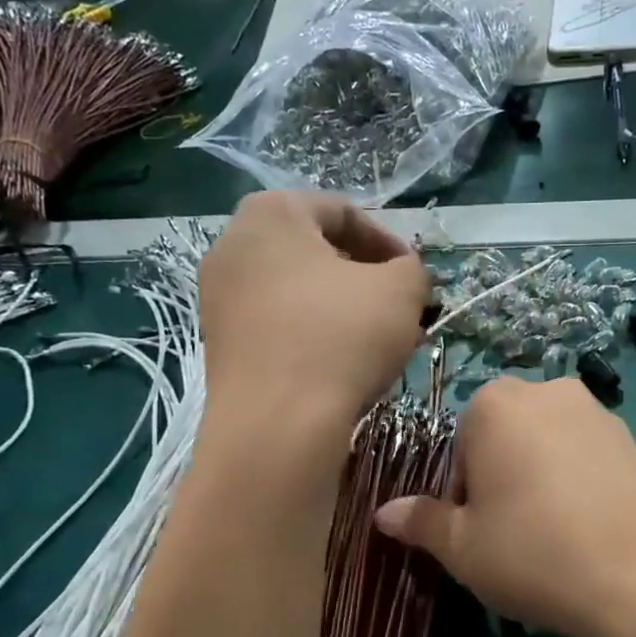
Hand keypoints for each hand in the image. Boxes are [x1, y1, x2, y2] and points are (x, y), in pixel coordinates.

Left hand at [199, 190, 430, 439]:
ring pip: (298, 292)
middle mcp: (233, 244)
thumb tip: (403, 276)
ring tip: (380, 343)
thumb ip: (412, 269)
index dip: (390, 243)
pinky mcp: (220, 343)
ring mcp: (219, 297)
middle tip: (402, 311)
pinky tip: (344, 366)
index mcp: (272, 213)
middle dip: (366, 280)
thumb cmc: (341, 337)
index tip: (416, 278)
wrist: (278, 424)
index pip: (343, 212)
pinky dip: (314, 335)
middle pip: (316, 252)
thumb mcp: (402, 290)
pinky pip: (278, 326)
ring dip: (344, 310)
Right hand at [375, 377, 635, 636]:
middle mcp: (547, 391)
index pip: (459, 450)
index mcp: (495, 404)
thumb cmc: (535, 553)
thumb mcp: (463, 548)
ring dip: (540, 485)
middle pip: (504, 442)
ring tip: (555, 541)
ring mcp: (598, 412)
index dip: (464, 499)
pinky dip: (579, 488)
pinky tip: (589, 533)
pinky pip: (587, 460)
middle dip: (501, 484)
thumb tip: (384, 513)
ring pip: (547, 450)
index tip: (479, 536)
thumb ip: (421, 523)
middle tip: (514, 538)